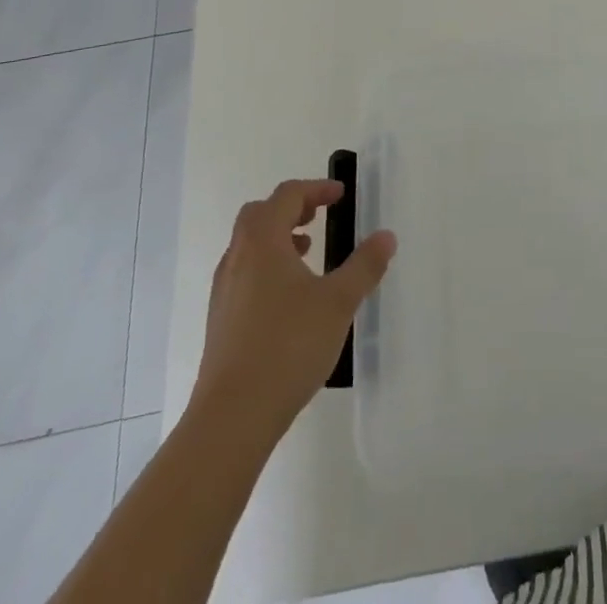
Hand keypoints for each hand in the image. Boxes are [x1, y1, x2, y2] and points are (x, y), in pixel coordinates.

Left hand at [195, 178, 396, 436]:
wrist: (232, 417)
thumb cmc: (288, 346)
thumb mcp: (338, 302)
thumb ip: (364, 266)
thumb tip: (386, 236)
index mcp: (263, 241)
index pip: (287, 195)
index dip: (316, 189)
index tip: (341, 195)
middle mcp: (237, 258)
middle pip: (260, 214)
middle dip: (292, 208)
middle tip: (320, 215)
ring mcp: (224, 291)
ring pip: (249, 246)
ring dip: (278, 238)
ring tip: (308, 253)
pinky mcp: (220, 321)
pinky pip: (244, 273)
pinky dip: (267, 266)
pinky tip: (290, 297)